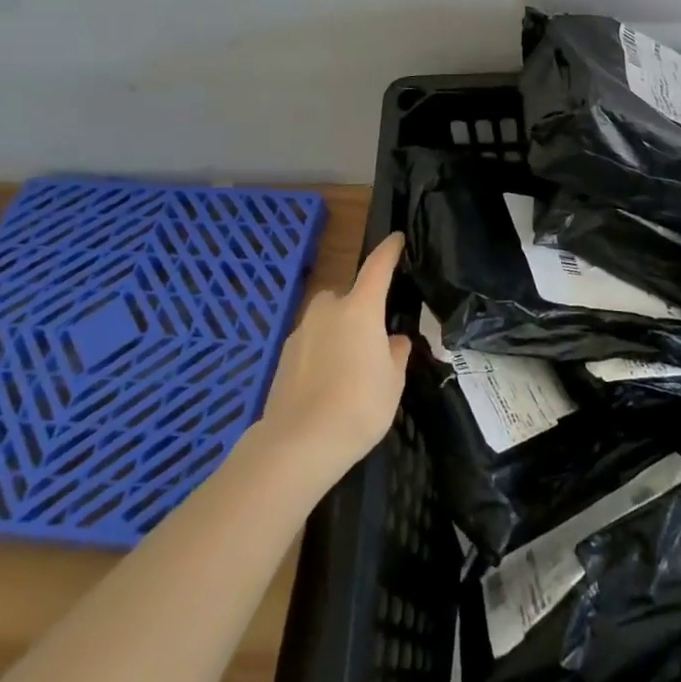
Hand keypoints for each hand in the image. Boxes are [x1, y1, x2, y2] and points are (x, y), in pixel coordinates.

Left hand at [259, 233, 412, 486]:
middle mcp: (327, 311)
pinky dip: (319, 354)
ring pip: (324, 321)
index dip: (389, 251)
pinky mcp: (282, 359)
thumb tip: (393, 340)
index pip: (378, 267)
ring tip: (349, 367)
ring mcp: (300, 333)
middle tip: (371, 337)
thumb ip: (396, 354)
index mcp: (360, 308)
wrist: (299, 443)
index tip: (397, 238)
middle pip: (344, 296)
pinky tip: (327, 384)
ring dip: (336, 332)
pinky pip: (309, 344)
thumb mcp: (392, 381)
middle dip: (357, 307)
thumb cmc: (359, 405)